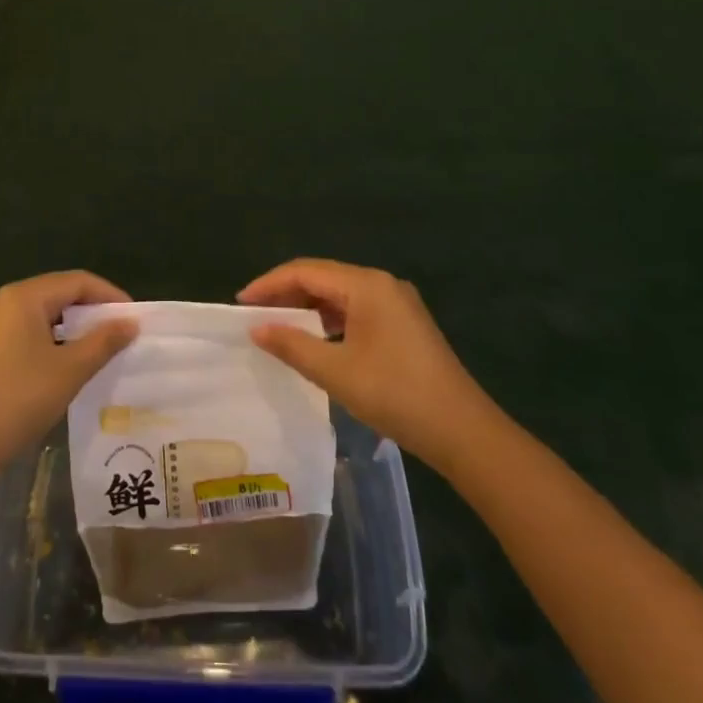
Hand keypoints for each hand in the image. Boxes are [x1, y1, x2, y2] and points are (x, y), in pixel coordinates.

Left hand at [0, 271, 138, 486]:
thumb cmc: (18, 399)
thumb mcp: (70, 370)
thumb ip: (103, 341)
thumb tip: (130, 323)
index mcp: (23, 297)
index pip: (77, 281)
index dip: (110, 295)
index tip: (135, 318)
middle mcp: (5, 302)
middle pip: (59, 293)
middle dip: (93, 311)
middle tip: (122, 333)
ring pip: (44, 315)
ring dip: (74, 328)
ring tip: (102, 348)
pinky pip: (29, 332)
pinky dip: (54, 341)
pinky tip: (69, 363)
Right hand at [239, 258, 494, 466]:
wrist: (462, 431)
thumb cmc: (395, 394)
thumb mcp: (335, 371)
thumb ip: (292, 344)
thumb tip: (257, 328)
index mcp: (366, 285)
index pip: (306, 271)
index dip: (269, 284)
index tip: (240, 303)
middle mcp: (382, 284)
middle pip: (323, 278)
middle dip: (286, 294)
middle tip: (254, 315)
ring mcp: (397, 304)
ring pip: (339, 295)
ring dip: (307, 307)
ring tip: (277, 327)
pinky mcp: (404, 325)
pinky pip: (356, 311)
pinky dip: (329, 320)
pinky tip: (315, 340)